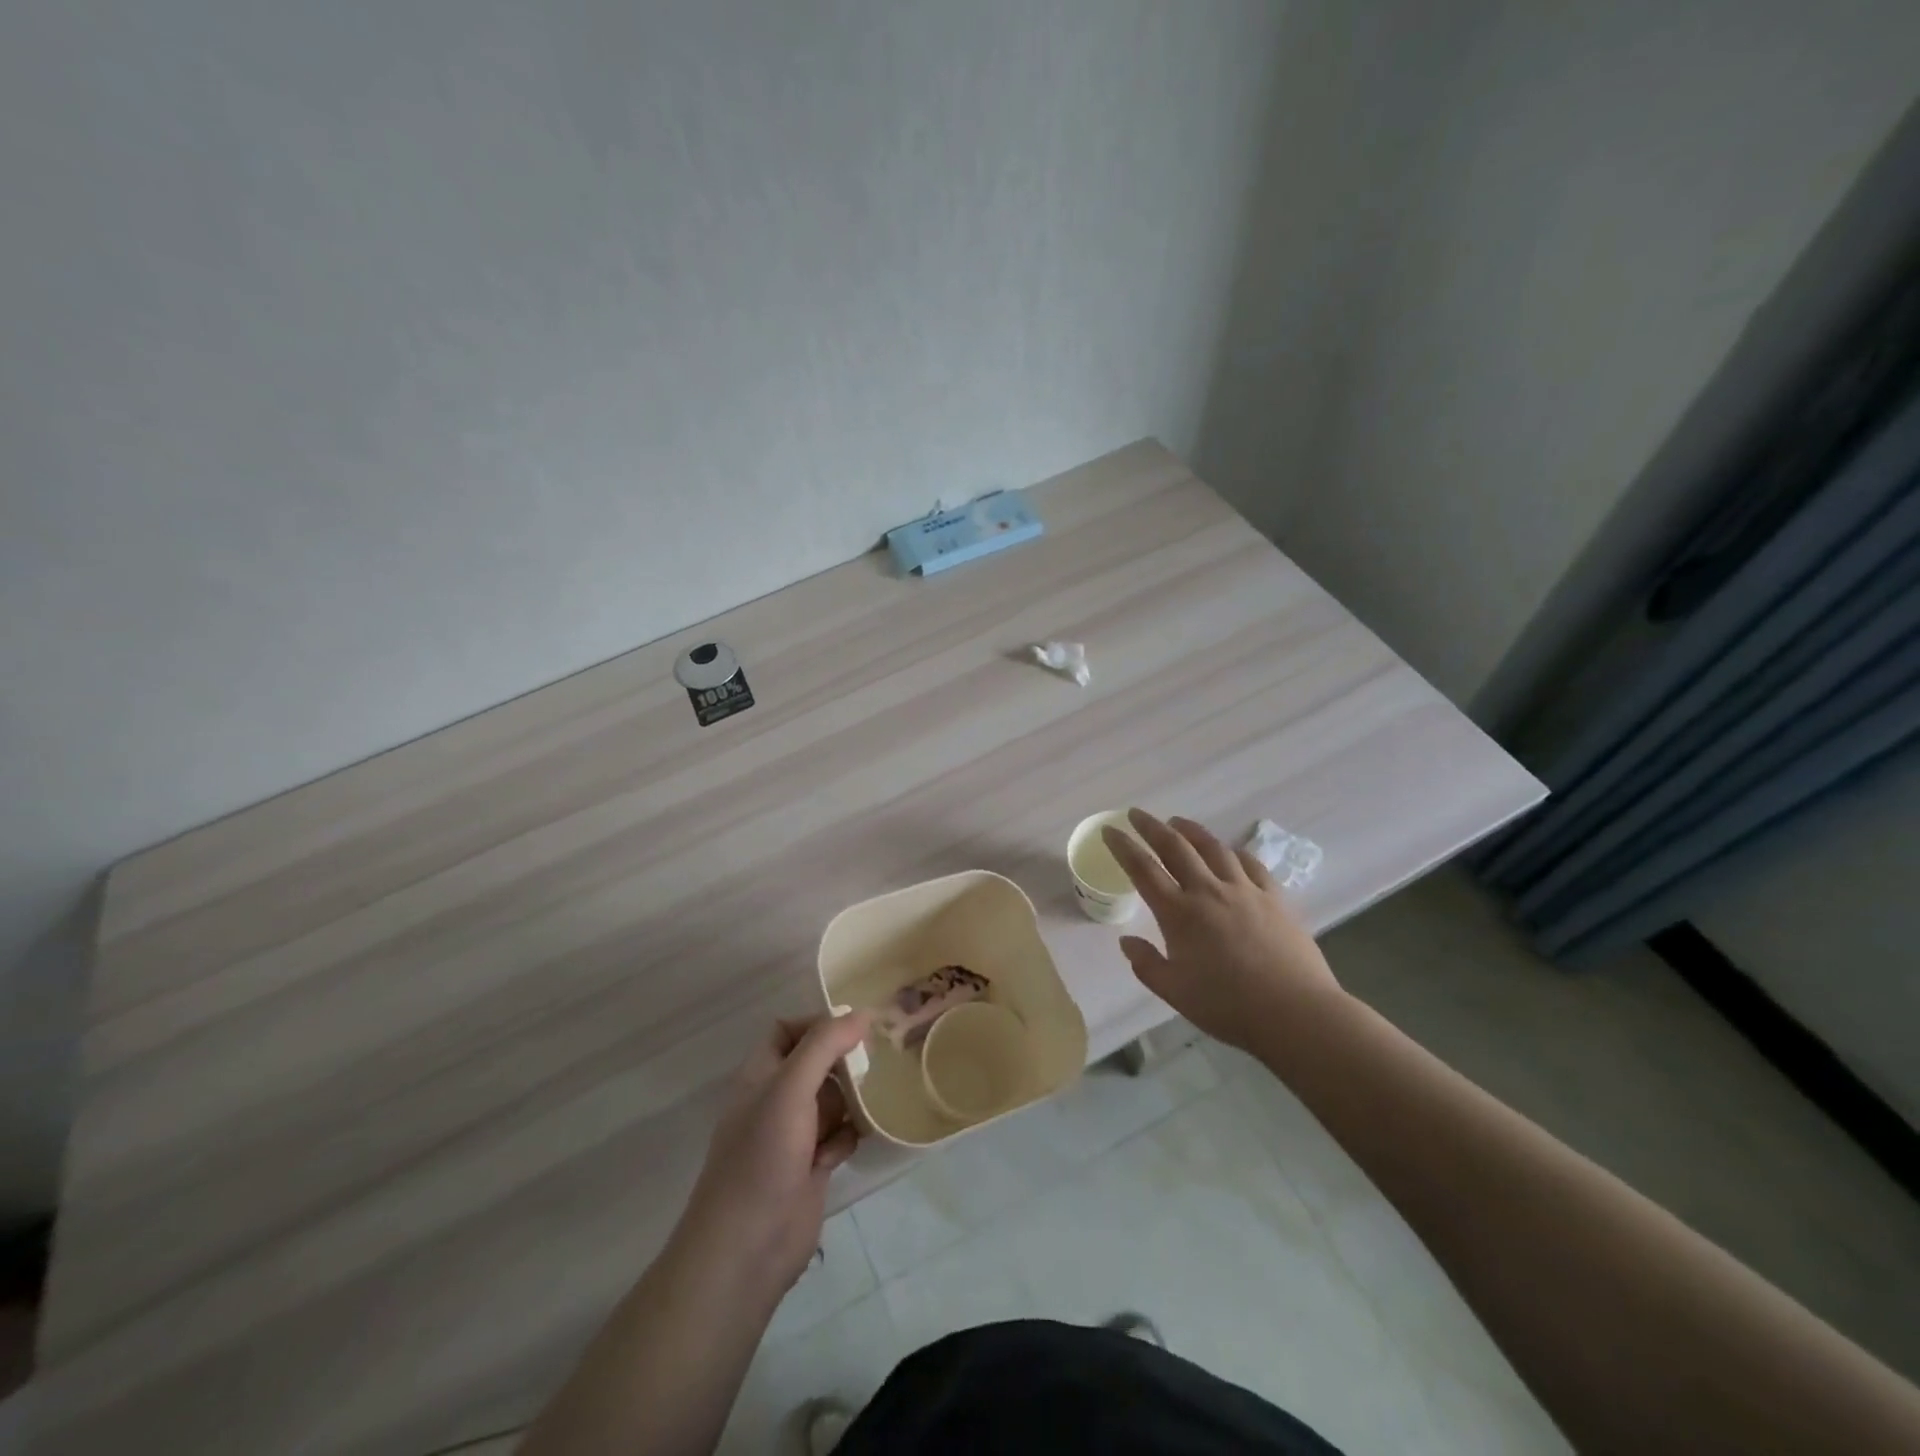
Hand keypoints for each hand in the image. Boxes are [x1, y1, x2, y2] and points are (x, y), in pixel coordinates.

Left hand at [674, 1010, 872, 1304]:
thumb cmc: (763, 1156)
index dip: (818, 1023)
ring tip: (875, 1098)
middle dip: (844, 1060)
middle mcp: (776, 1099)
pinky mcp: (812, 1166)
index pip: (787, 1030)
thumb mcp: (790, 1089)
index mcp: (760, 1075)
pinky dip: (849, 1135)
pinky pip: (840, 1135)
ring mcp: (794, 1135)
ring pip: (832, 1099)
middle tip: (878, 1058)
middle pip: (816, 1063)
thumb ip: (824, 1045)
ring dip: (852, 1099)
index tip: (856, 1026)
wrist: (747, 1249)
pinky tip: (853, 1143)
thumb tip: (861, 1013)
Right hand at [1102, 809, 1340, 1050]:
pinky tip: (1230, 852)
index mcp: (1179, 914)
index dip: (1123, 847)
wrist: (1294, 1012)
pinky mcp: (1274, 897)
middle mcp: (1208, 891)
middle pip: (1175, 847)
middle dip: (1152, 827)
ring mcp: (1244, 890)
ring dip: (1191, 831)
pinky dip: (1234, 852)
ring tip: (1178, 823)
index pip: (1143, 869)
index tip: (1110, 831)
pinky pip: (1251, 864)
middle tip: (1137, 814)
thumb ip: (1146, 965)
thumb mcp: (1175, 992)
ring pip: (1213, 848)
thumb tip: (1126, 942)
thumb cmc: (1228, 1006)